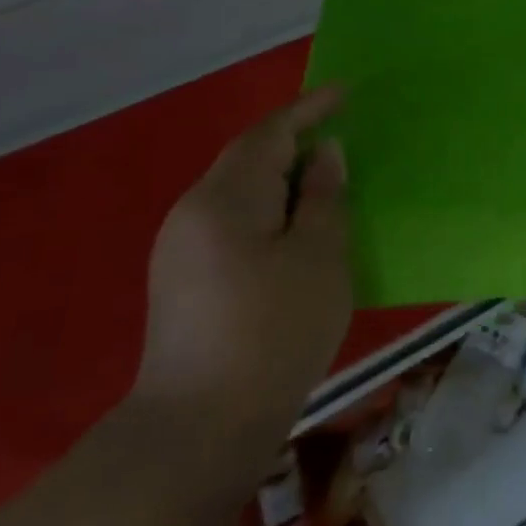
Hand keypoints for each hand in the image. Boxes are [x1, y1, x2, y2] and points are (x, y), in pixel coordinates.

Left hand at [132, 87, 353, 479]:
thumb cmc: (273, 332)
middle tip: (340, 141)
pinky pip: (231, 223)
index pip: (269, 134)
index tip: (344, 93)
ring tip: (324, 185)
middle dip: (294, 144)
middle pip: (248, 160)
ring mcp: (180, 250)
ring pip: (239, 193)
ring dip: (281, 180)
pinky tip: (293, 233)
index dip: (308, 109)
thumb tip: (323, 154)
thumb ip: (323, 196)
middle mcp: (192, 213)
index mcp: (225, 198)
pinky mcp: (182, 282)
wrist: (198, 432)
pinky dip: (266, 212)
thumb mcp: (319, 256)